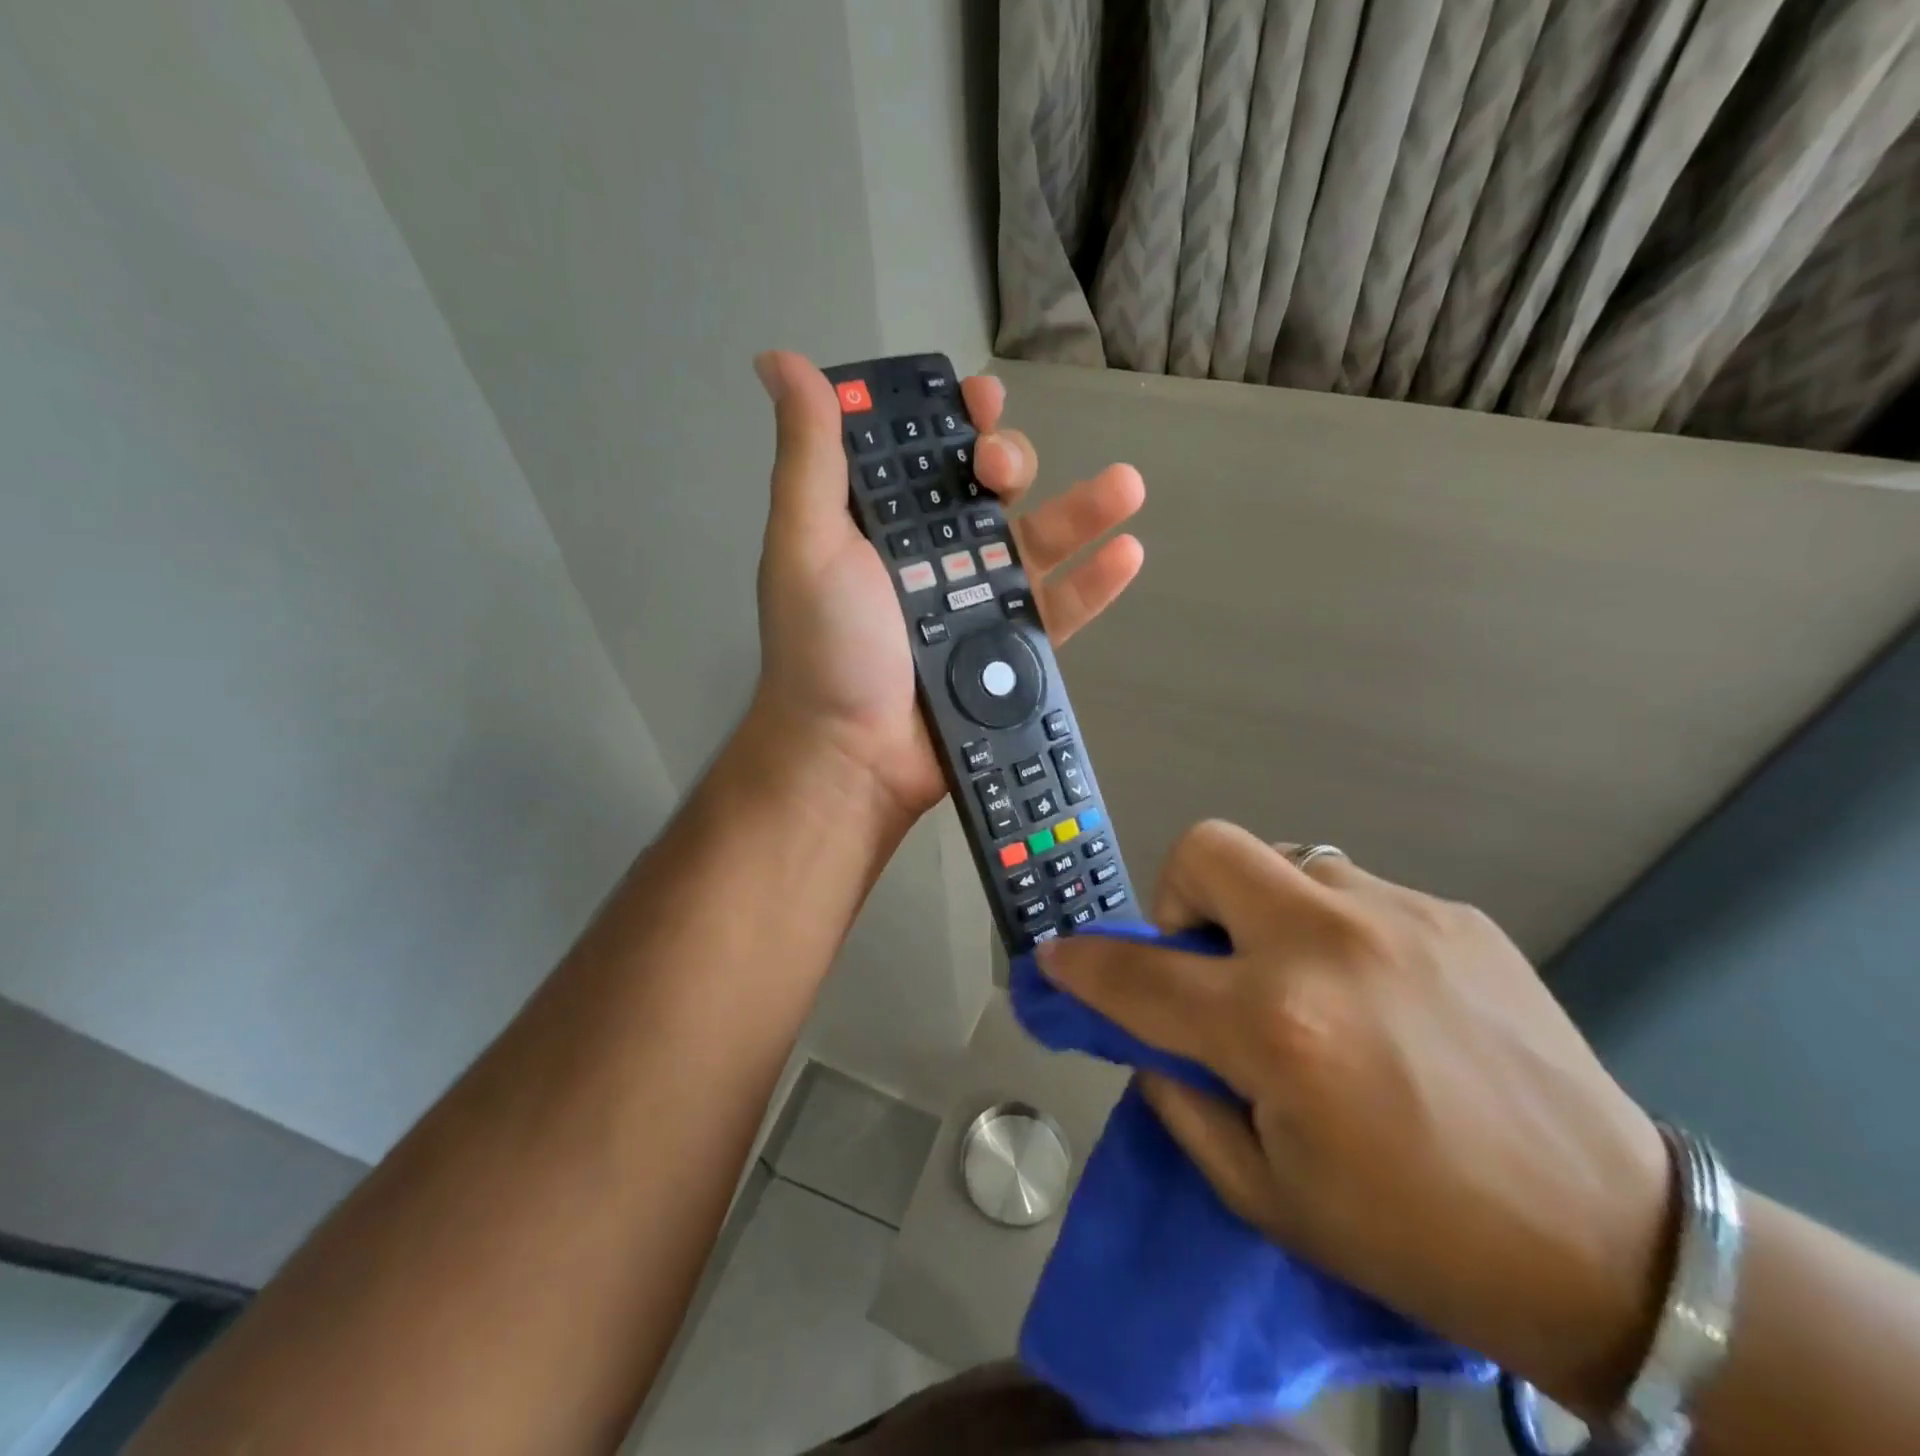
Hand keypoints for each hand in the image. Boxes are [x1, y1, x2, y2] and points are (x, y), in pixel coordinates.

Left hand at [748, 351, 1143, 835]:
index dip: (956, 422)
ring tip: (1126, 485)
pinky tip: (1128, 552)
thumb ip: (808, 456)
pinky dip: (1095, 584)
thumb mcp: (807, 542)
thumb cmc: (827, 646)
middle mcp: (936, 558)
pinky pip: (1060, 611)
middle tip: (1004, 468)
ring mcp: (979, 606)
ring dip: (1084, 510)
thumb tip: (780, 360)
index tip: (979, 403)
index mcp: (887, 527)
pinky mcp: (1012, 652)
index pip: (928, 457)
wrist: (853, 755)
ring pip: (1039, 545)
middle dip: (1010, 462)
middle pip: (990, 493)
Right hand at [1036, 822, 1674, 1418]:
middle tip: (1210, 963)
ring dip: (1265, 912)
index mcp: (1275, 1028)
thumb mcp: (1266, 1194)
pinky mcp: (1454, 915)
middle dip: (1181, 896)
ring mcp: (1398, 917)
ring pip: (1285, 859)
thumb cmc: (1418, 1241)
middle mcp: (1327, 946)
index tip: (1059, 955)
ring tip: (1305, 981)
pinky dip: (1334, 929)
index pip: (1138, 972)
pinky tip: (1378, 994)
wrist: (1615, 1247)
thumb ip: (1182, 1099)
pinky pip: (1353, 890)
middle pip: (1208, 848)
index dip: (1083, 962)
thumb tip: (1147, 1035)